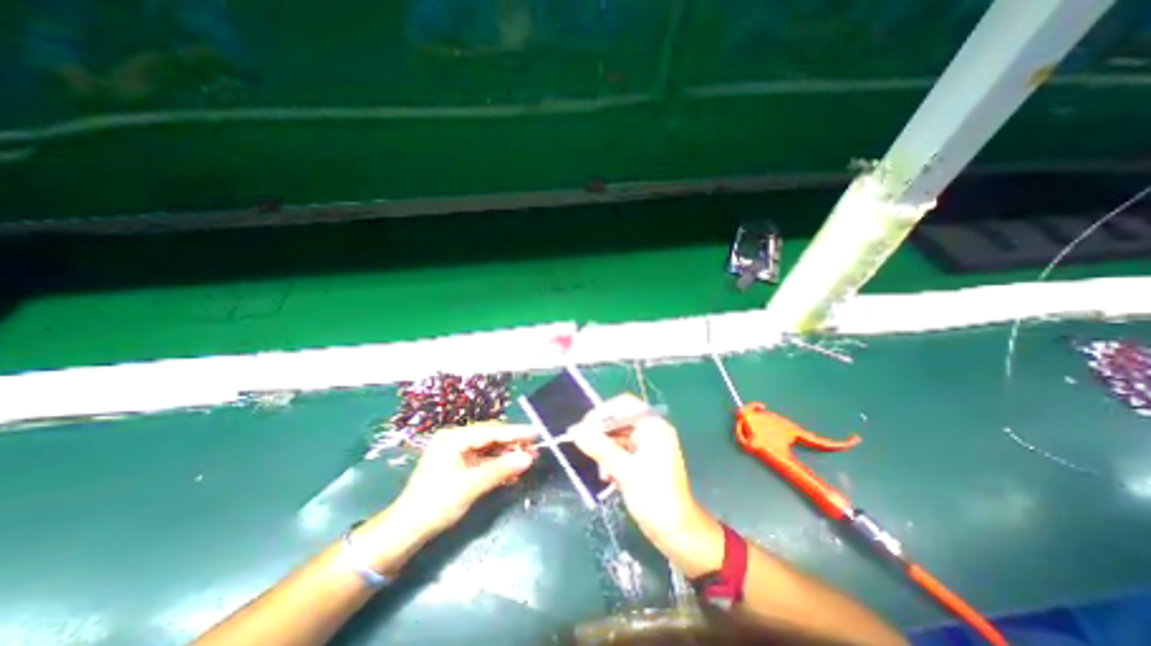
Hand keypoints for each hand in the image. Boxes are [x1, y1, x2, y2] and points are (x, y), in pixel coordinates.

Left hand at [393, 425, 535, 539]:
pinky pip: (485, 461)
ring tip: (529, 459)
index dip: (515, 432)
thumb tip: (529, 457)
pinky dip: (499, 466)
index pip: (491, 431)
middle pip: (491, 438)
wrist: (406, 531)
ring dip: (508, 455)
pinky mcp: (461, 466)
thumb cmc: (435, 504)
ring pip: (490, 449)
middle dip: (513, 444)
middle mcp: (456, 440)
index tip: (536, 432)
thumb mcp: (470, 485)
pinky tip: (514, 470)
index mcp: (454, 438)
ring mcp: (458, 453)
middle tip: (535, 448)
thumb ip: (501, 469)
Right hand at [569, 397, 722, 578]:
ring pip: (619, 437)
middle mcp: (652, 431)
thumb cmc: (655, 498)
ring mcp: (649, 445)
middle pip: (620, 420)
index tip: (584, 427)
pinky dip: (613, 460)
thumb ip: (600, 448)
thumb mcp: (625, 471)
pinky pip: (623, 451)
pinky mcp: (645, 460)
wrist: (678, 532)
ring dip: (606, 450)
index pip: (625, 405)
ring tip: (601, 470)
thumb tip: (576, 432)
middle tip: (584, 446)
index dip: (603, 412)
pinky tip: (609, 477)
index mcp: (653, 426)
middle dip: (602, 434)